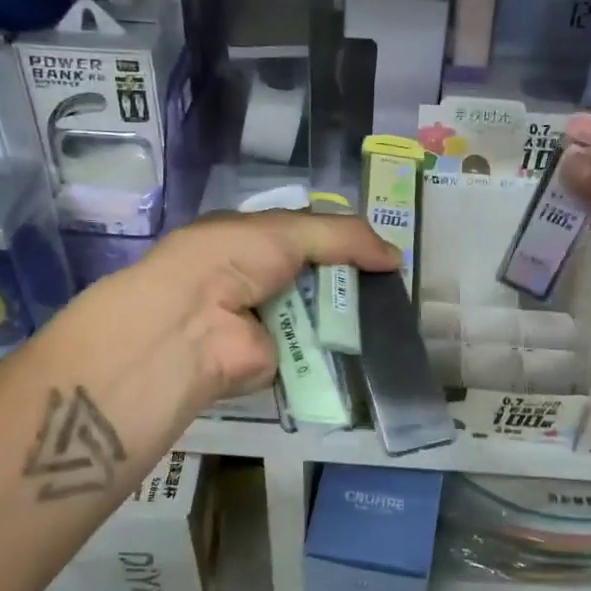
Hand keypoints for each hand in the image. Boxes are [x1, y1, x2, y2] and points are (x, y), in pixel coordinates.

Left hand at [108, 211, 401, 402]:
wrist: (195, 325)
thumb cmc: (233, 260)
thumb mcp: (288, 229)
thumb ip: (344, 236)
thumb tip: (396, 257)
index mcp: (249, 240)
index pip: (304, 235)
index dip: (342, 239)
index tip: (381, 250)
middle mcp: (255, 279)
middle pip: (316, 276)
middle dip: (351, 278)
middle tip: (394, 284)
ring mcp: (266, 321)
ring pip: (320, 314)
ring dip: (351, 314)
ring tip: (394, 313)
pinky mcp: (277, 361)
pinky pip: (317, 351)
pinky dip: (342, 348)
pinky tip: (376, 344)